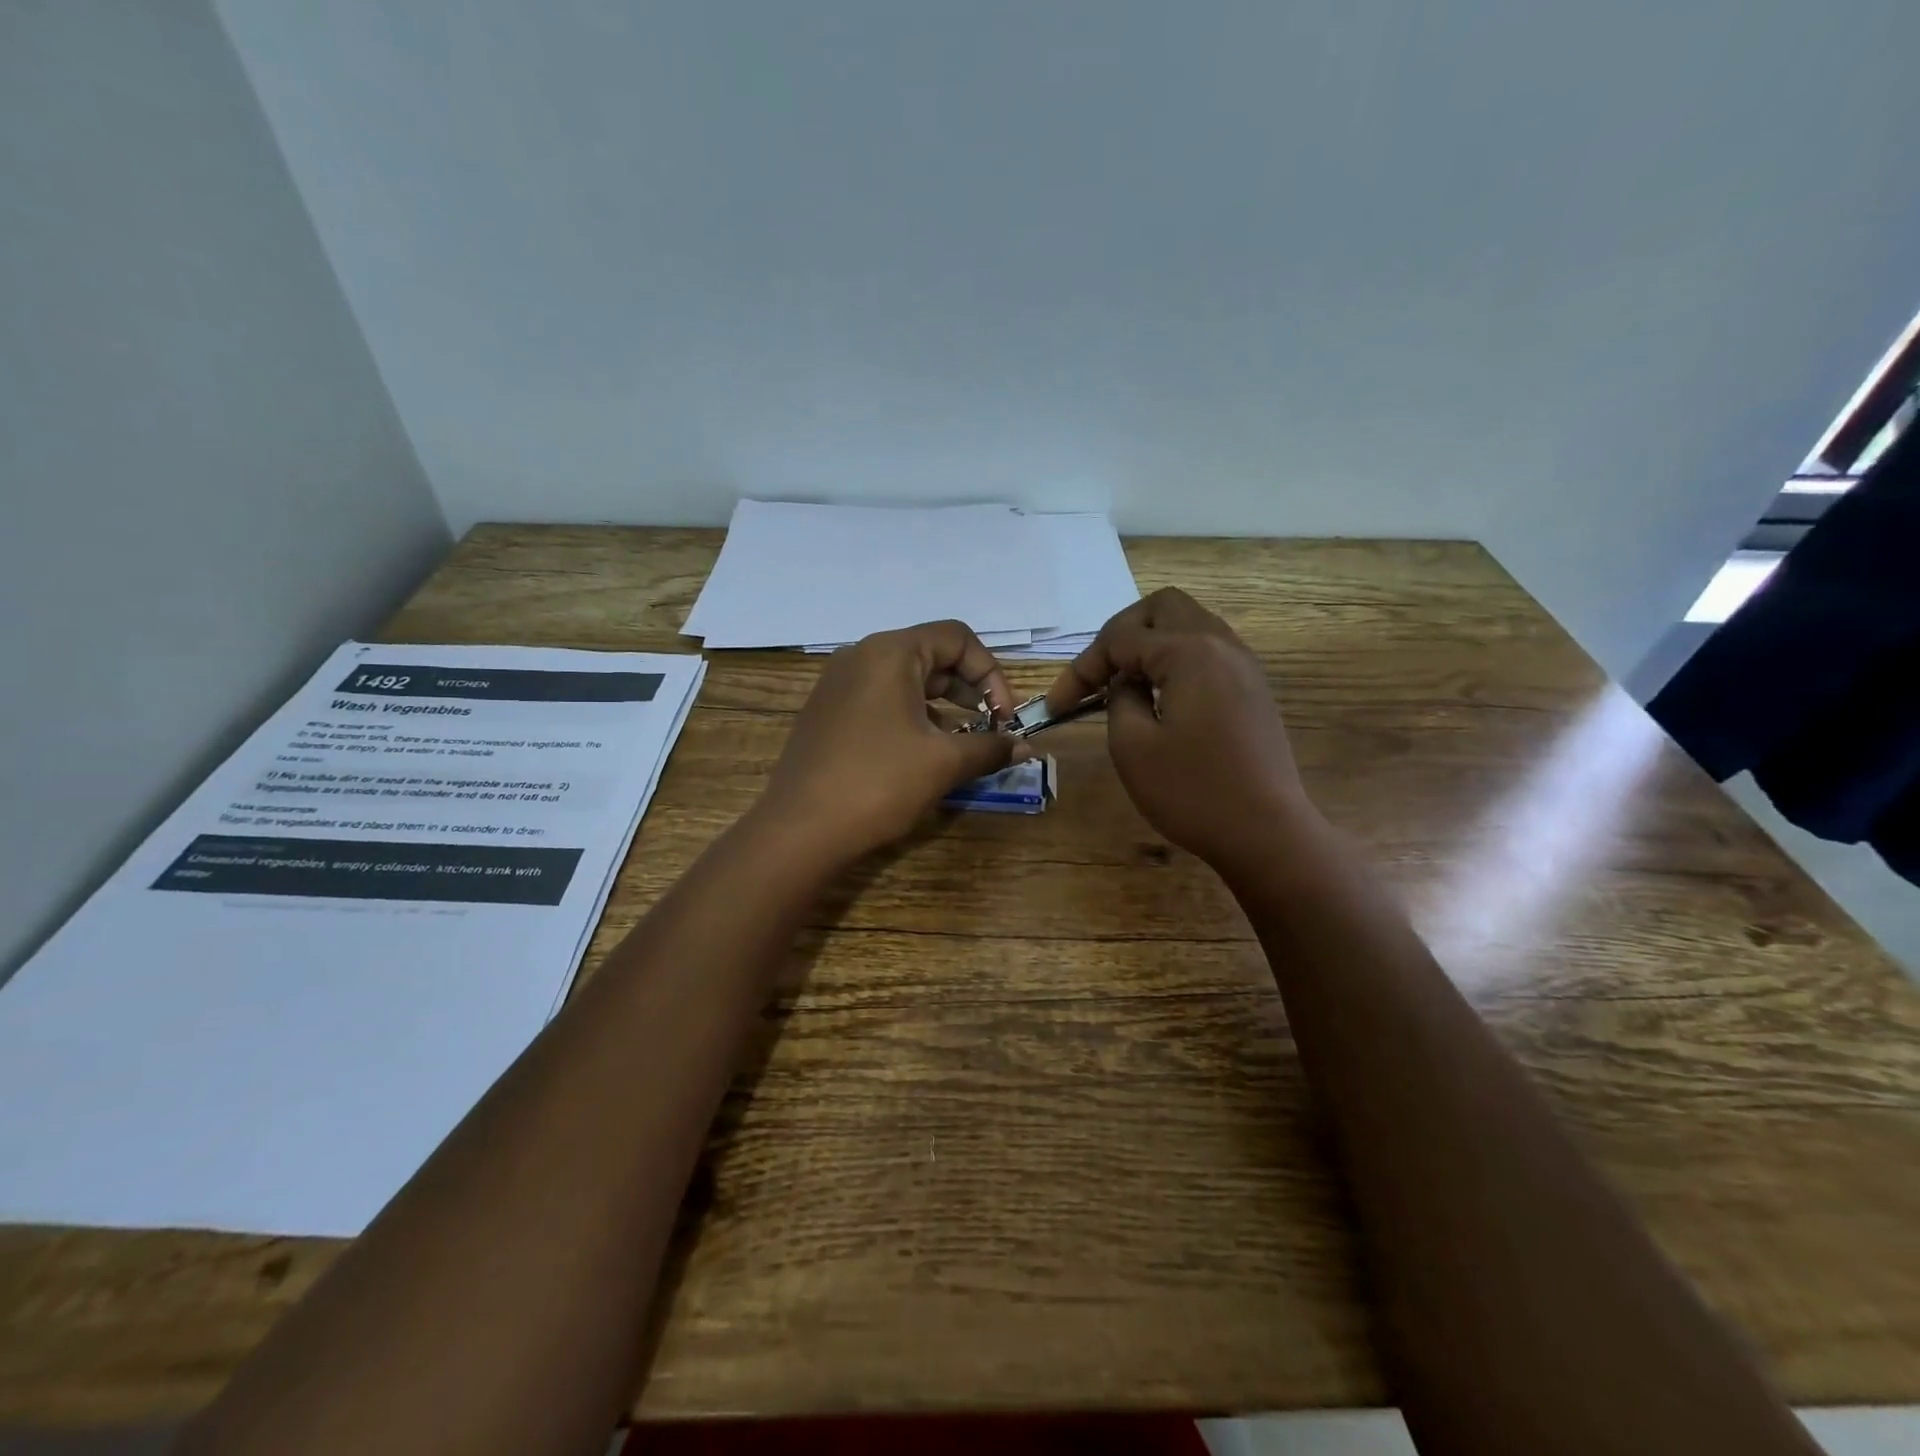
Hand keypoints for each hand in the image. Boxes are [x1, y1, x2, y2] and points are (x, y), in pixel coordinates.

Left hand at [758, 620, 1022, 860]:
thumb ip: (989, 747)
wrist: (799, 830)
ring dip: (942, 705)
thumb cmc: (878, 784)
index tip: (1004, 718)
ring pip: (905, 679)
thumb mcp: (943, 764)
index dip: (991, 674)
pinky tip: (921, 753)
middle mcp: (860, 656)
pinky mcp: (827, 713)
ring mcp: (838, 684)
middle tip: (989, 727)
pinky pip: (880, 700)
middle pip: (931, 654)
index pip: (957, 638)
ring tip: (961, 743)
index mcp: (890, 653)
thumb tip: (1024, 747)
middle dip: (968, 689)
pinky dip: (911, 716)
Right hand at [1044, 588, 1314, 869]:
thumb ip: (1119, 699)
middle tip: (1099, 674)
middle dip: (1121, 633)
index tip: (1056, 706)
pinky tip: (1160, 697)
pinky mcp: (1252, 688)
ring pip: (1188, 624)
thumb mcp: (1133, 746)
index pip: (1120, 638)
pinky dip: (1175, 660)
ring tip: (1124, 684)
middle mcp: (1221, 644)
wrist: (1267, 833)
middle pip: (1162, 608)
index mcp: (1190, 652)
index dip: (1081, 669)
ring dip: (1150, 644)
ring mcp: (1243, 664)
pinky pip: (1207, 650)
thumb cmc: (1192, 791)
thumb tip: (1125, 683)